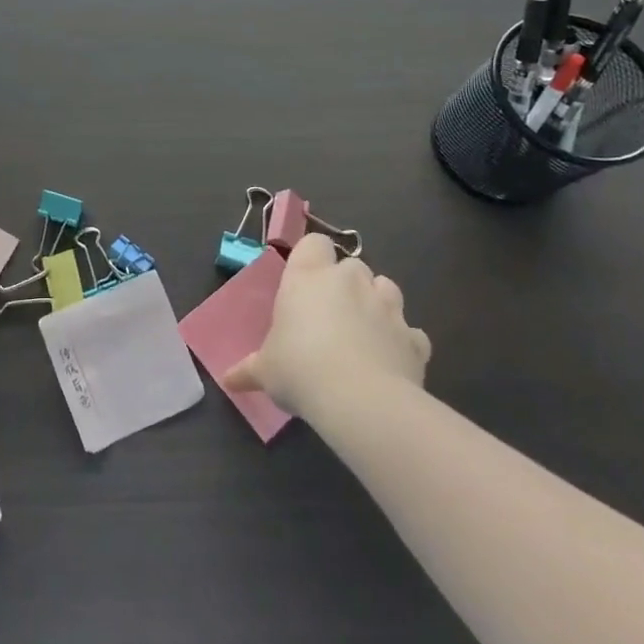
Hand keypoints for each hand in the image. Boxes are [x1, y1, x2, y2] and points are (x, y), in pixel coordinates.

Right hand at [223, 233, 430, 418]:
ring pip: (386, 289)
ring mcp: (387, 307)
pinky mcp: (415, 338)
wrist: (361, 400)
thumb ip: (248, 369)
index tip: (304, 281)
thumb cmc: (300, 370)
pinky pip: (410, 332)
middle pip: (352, 265)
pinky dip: (402, 342)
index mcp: (308, 277)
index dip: (312, 257)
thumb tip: (227, 380)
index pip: (314, 243)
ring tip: (364, 332)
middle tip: (331, 314)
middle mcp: (350, 281)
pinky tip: (390, 362)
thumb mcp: (265, 370)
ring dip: (377, 303)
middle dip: (346, 283)